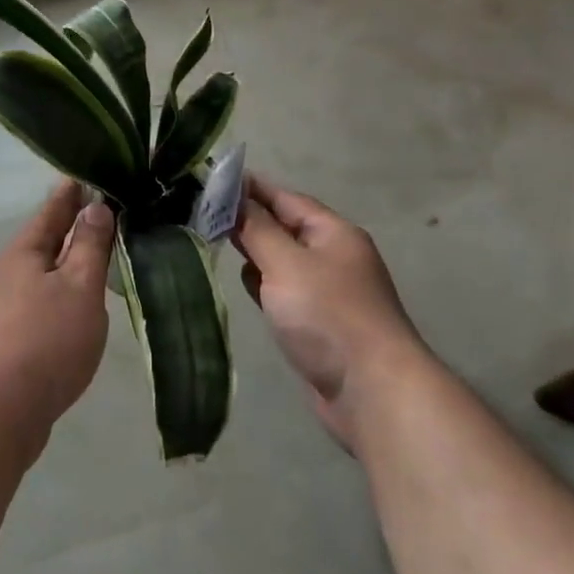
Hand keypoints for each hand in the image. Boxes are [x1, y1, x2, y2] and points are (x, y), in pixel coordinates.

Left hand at [0, 180, 114, 451]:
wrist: (3, 411)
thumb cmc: (47, 339)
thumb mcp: (79, 286)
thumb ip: (90, 246)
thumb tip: (96, 207)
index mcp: (25, 250)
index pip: (54, 207)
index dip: (75, 190)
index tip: (92, 171)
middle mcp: (11, 269)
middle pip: (47, 236)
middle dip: (73, 221)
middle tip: (105, 205)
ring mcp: (7, 302)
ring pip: (45, 267)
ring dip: (70, 255)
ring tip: (98, 247)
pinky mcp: (12, 332)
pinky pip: (44, 293)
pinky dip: (64, 284)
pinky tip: (80, 296)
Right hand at [233, 175, 424, 451]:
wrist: (372, 393)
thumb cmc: (328, 316)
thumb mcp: (286, 263)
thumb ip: (257, 228)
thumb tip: (235, 197)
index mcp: (333, 232)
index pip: (285, 198)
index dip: (249, 188)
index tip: (211, 181)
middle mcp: (332, 256)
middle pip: (283, 227)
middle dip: (247, 220)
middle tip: (202, 212)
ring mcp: (326, 292)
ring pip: (281, 260)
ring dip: (253, 253)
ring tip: (213, 242)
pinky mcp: (317, 324)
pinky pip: (284, 292)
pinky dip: (264, 285)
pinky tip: (244, 284)